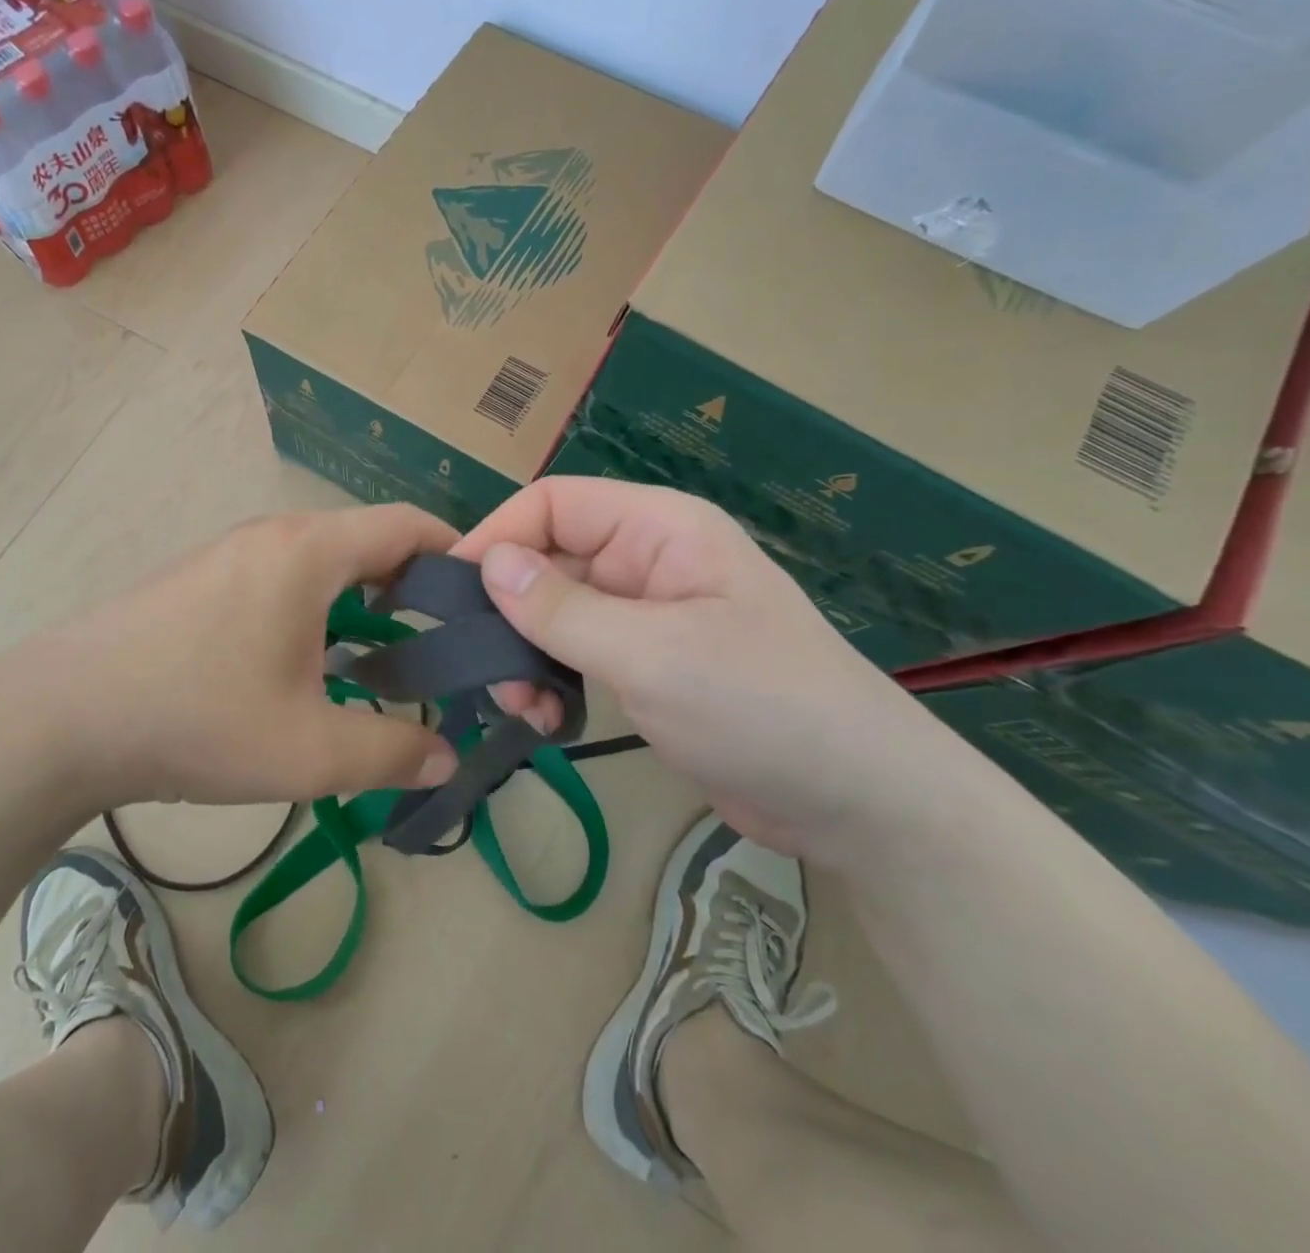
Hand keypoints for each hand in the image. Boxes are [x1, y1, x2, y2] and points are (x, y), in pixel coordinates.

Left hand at [0, 506, 461, 811]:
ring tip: (379, 659)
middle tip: (440, 644)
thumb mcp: (309, 750)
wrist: (62, 716)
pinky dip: (315, 607)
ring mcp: (228, 552)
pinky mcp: (198, 580)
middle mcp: (272, 535)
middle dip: (412, 585)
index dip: (457, 553)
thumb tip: (446, 759)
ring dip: (359, 600)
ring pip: (320, 562)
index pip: (407, 524)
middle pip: (365, 540)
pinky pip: (279, 577)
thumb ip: (391, 753)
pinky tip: (304, 664)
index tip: (484, 601)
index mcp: (310, 551)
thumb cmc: (198, 717)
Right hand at [453, 477, 953, 862]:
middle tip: (494, 676)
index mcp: (658, 529)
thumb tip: (486, 563)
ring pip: (552, 613)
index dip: (498, 536)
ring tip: (525, 707)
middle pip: (546, 561)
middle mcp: (646, 560)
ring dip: (525, 654)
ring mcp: (644, 614)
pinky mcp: (642, 663)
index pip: (553, 504)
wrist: (858, 804)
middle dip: (509, 614)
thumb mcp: (654, 654)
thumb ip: (563, 609)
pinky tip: (550, 720)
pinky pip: (573, 653)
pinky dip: (550, 680)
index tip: (451, 592)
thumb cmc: (763, 707)